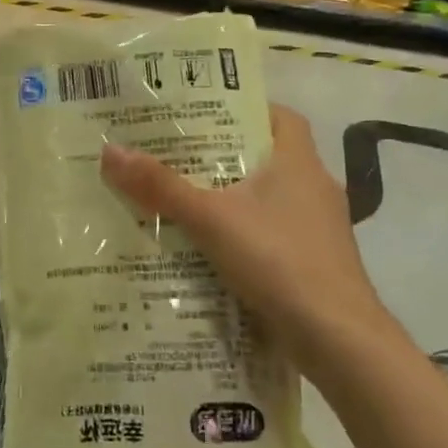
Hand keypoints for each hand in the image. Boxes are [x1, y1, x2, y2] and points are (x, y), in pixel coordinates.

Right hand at [99, 104, 396, 357]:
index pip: (280, 117)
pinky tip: (208, 248)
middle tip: (174, 154)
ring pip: (268, 199)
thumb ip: (161, 187)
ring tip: (181, 198)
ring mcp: (318, 229)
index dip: (246, 109)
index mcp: (299, 162)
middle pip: (266, 157)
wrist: (337, 339)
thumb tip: (110, 151)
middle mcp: (314, 187)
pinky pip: (271, 234)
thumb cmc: (279, 260)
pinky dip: (242, 234)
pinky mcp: (314, 263)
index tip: (205, 113)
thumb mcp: (210, 218)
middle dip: (224, 156)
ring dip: (231, 198)